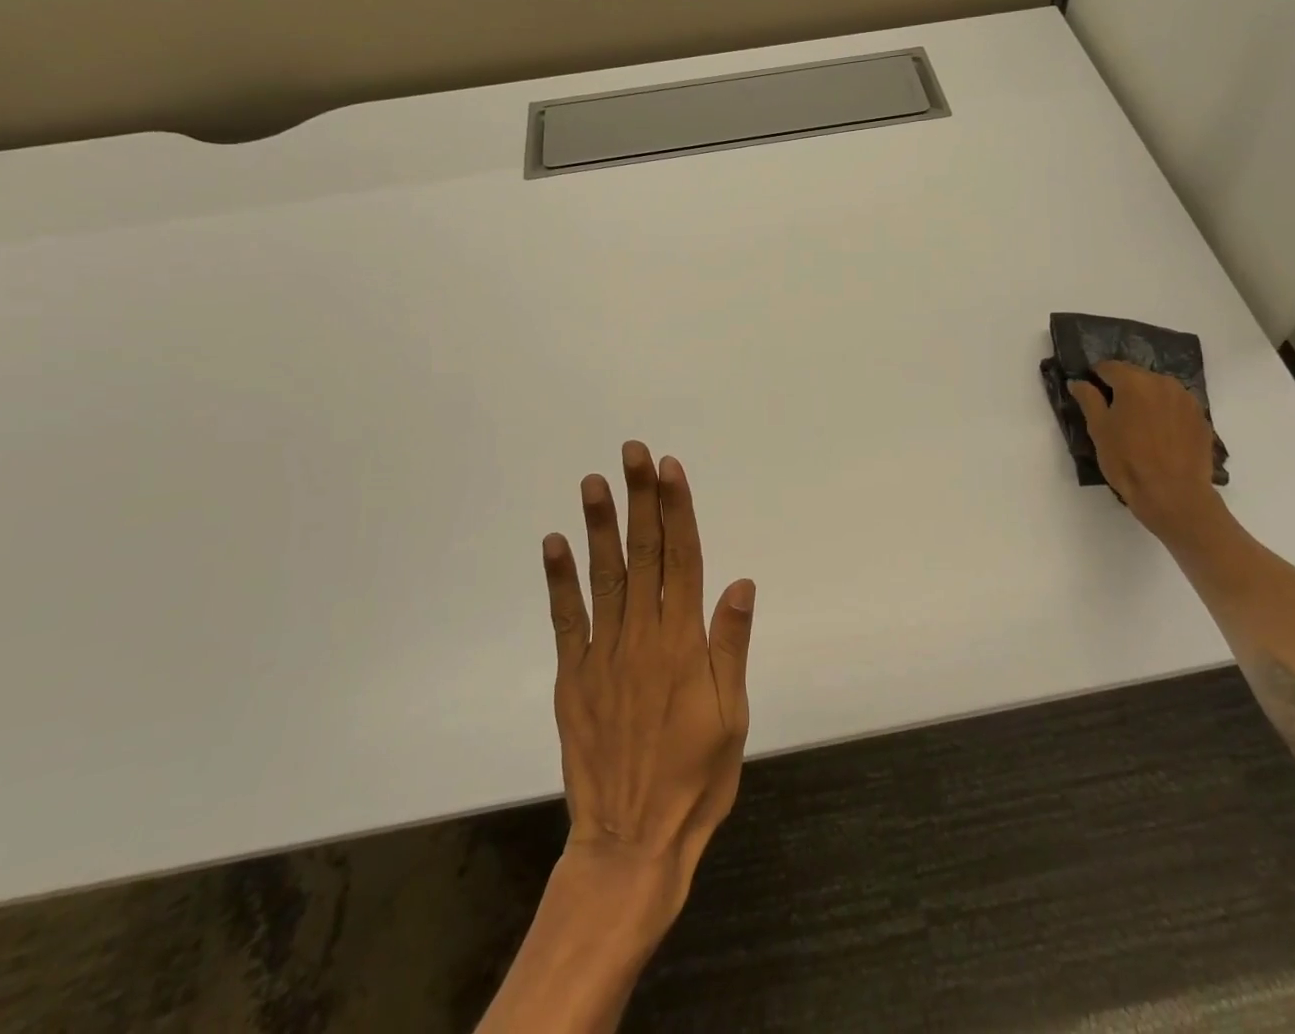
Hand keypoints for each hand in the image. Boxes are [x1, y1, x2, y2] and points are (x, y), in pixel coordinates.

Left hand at [541, 442, 755, 926]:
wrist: (631, 843)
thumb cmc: (696, 779)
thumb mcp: (732, 716)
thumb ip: (730, 644)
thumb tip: (738, 582)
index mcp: (683, 642)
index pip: (683, 559)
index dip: (677, 510)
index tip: (670, 469)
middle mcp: (642, 636)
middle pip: (644, 554)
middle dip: (641, 498)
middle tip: (633, 452)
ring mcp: (603, 654)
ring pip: (604, 575)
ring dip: (599, 525)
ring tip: (594, 481)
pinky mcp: (574, 677)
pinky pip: (566, 619)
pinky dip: (560, 580)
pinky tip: (556, 543)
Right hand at [1070, 361, 1227, 544]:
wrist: (1174, 495)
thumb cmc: (1127, 461)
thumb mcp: (1099, 430)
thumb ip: (1088, 399)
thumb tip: (1078, 381)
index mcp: (1135, 382)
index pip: (1109, 367)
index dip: (1096, 377)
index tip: (1090, 393)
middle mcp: (1163, 382)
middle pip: (1136, 375)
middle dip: (1122, 387)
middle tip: (1113, 412)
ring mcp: (1186, 399)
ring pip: (1158, 389)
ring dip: (1146, 399)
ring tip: (1138, 424)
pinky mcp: (1201, 418)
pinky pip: (1176, 406)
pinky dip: (1165, 412)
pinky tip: (1160, 435)